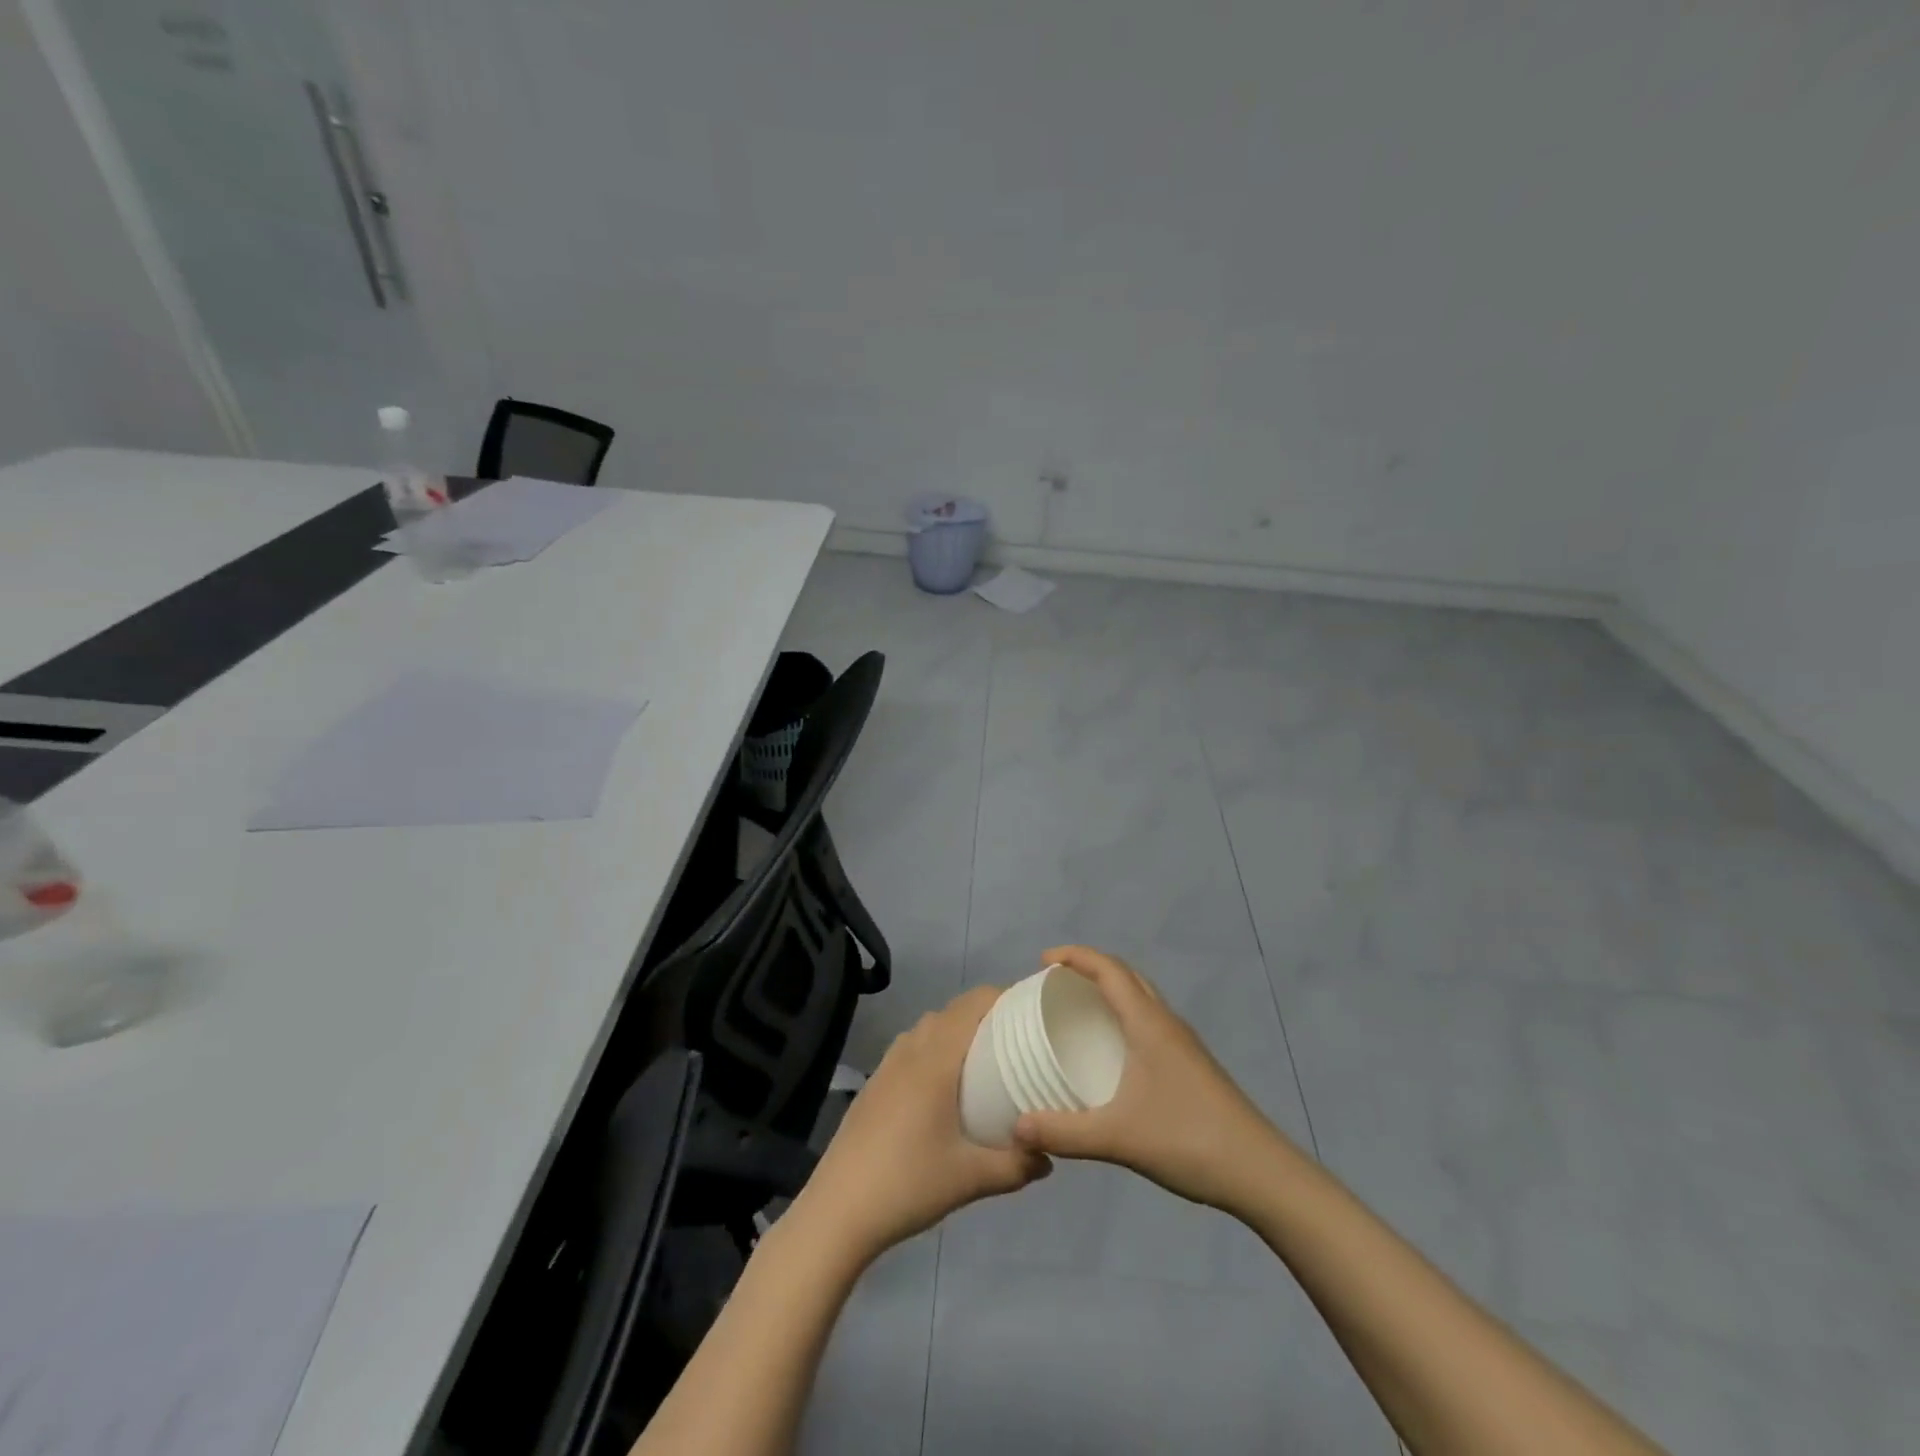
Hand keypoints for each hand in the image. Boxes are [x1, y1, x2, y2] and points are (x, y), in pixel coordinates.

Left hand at [790, 986, 1050, 1265]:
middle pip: (953, 1010)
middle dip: (986, 1014)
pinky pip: (912, 1047)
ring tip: (985, 1060)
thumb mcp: (971, 1178)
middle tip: (1018, 1040)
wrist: (838, 1210)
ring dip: (957, 1030)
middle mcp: (911, 1049)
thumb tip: (1049, 1156)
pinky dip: (934, 1048)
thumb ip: (1016, 1165)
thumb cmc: (908, 1183)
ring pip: (929, 1027)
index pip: (973, 1002)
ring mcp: (888, 1064)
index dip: (1004, 997)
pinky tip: (945, 1088)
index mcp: (936, 1058)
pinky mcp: (875, 1083)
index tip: (1031, 1014)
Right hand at [1011, 945, 1299, 1212]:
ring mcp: (1183, 1044)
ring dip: (1111, 990)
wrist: (1260, 1172)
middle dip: (1090, 968)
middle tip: (1056, 983)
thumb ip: (1064, 1132)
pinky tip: (1113, 1051)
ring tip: (1079, 1010)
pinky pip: (1150, 1021)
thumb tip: (1016, 1127)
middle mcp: (1166, 1022)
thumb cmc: (1188, 1139)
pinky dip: (1125, 1016)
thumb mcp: (1117, 1137)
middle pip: (1126, 975)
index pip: (1109, 969)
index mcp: (1149, 1023)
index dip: (1075, 956)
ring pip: (1142, 997)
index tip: (1042, 960)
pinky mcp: (1191, 1065)